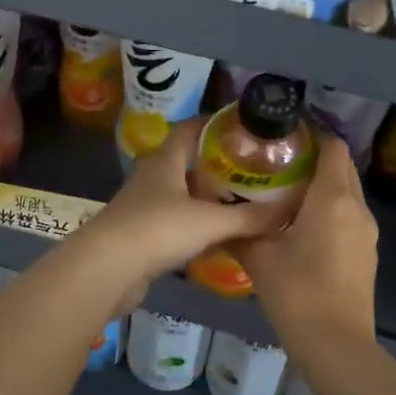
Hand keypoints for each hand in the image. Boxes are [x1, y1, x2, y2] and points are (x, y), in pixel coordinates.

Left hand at [72, 118, 291, 312]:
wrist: (106, 270)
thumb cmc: (157, 230)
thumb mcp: (210, 221)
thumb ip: (249, 217)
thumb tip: (288, 209)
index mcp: (165, 160)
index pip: (190, 129)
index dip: (215, 124)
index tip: (244, 128)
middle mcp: (153, 178)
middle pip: (188, 163)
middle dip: (218, 166)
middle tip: (253, 170)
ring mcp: (145, 208)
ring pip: (183, 196)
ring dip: (209, 200)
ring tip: (244, 203)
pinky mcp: (142, 237)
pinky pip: (177, 225)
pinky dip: (199, 228)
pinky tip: (221, 239)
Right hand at [237, 133, 377, 344]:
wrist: (336, 344)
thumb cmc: (297, 293)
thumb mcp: (258, 258)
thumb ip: (238, 229)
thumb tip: (218, 212)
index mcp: (333, 198)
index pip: (333, 147)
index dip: (312, 136)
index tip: (284, 138)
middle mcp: (357, 207)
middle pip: (342, 167)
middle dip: (316, 159)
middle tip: (279, 163)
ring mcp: (367, 231)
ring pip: (348, 192)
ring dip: (323, 185)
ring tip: (287, 193)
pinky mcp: (368, 252)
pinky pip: (350, 215)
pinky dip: (331, 209)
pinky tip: (302, 226)